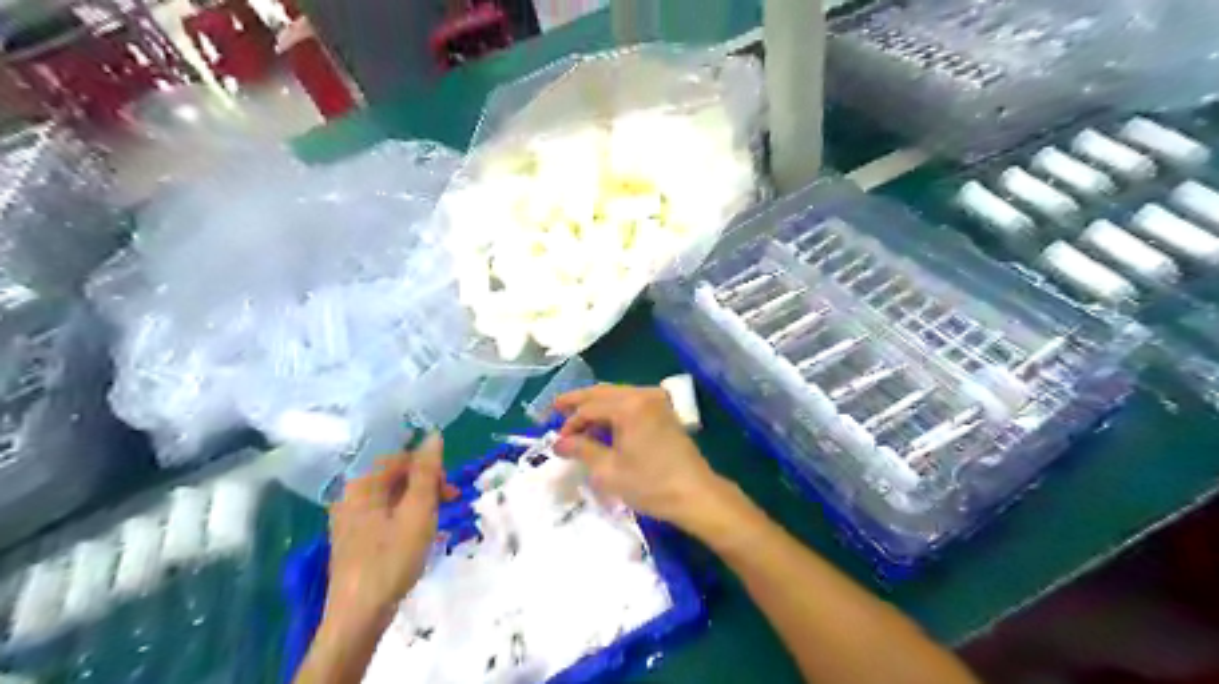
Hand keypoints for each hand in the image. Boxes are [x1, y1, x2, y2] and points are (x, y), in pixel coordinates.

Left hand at [324, 432, 455, 630]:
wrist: (359, 614)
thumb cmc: (392, 558)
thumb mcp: (418, 511)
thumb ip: (427, 472)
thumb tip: (433, 435)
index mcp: (362, 484)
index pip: (400, 458)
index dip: (429, 468)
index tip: (449, 490)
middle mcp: (350, 495)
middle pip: (393, 475)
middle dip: (425, 484)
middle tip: (449, 504)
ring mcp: (348, 518)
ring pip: (390, 495)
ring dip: (417, 501)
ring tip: (436, 522)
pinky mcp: (352, 537)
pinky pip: (382, 513)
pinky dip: (404, 516)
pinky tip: (416, 535)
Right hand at [553, 383, 730, 531]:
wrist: (695, 494)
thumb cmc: (650, 484)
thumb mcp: (609, 471)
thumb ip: (581, 450)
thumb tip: (558, 443)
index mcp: (629, 405)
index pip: (589, 407)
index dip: (570, 423)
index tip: (557, 440)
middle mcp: (643, 395)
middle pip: (602, 392)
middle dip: (578, 401)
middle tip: (555, 408)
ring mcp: (657, 401)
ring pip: (617, 395)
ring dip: (596, 405)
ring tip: (576, 419)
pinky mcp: (664, 411)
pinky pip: (632, 402)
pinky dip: (614, 410)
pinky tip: (603, 423)